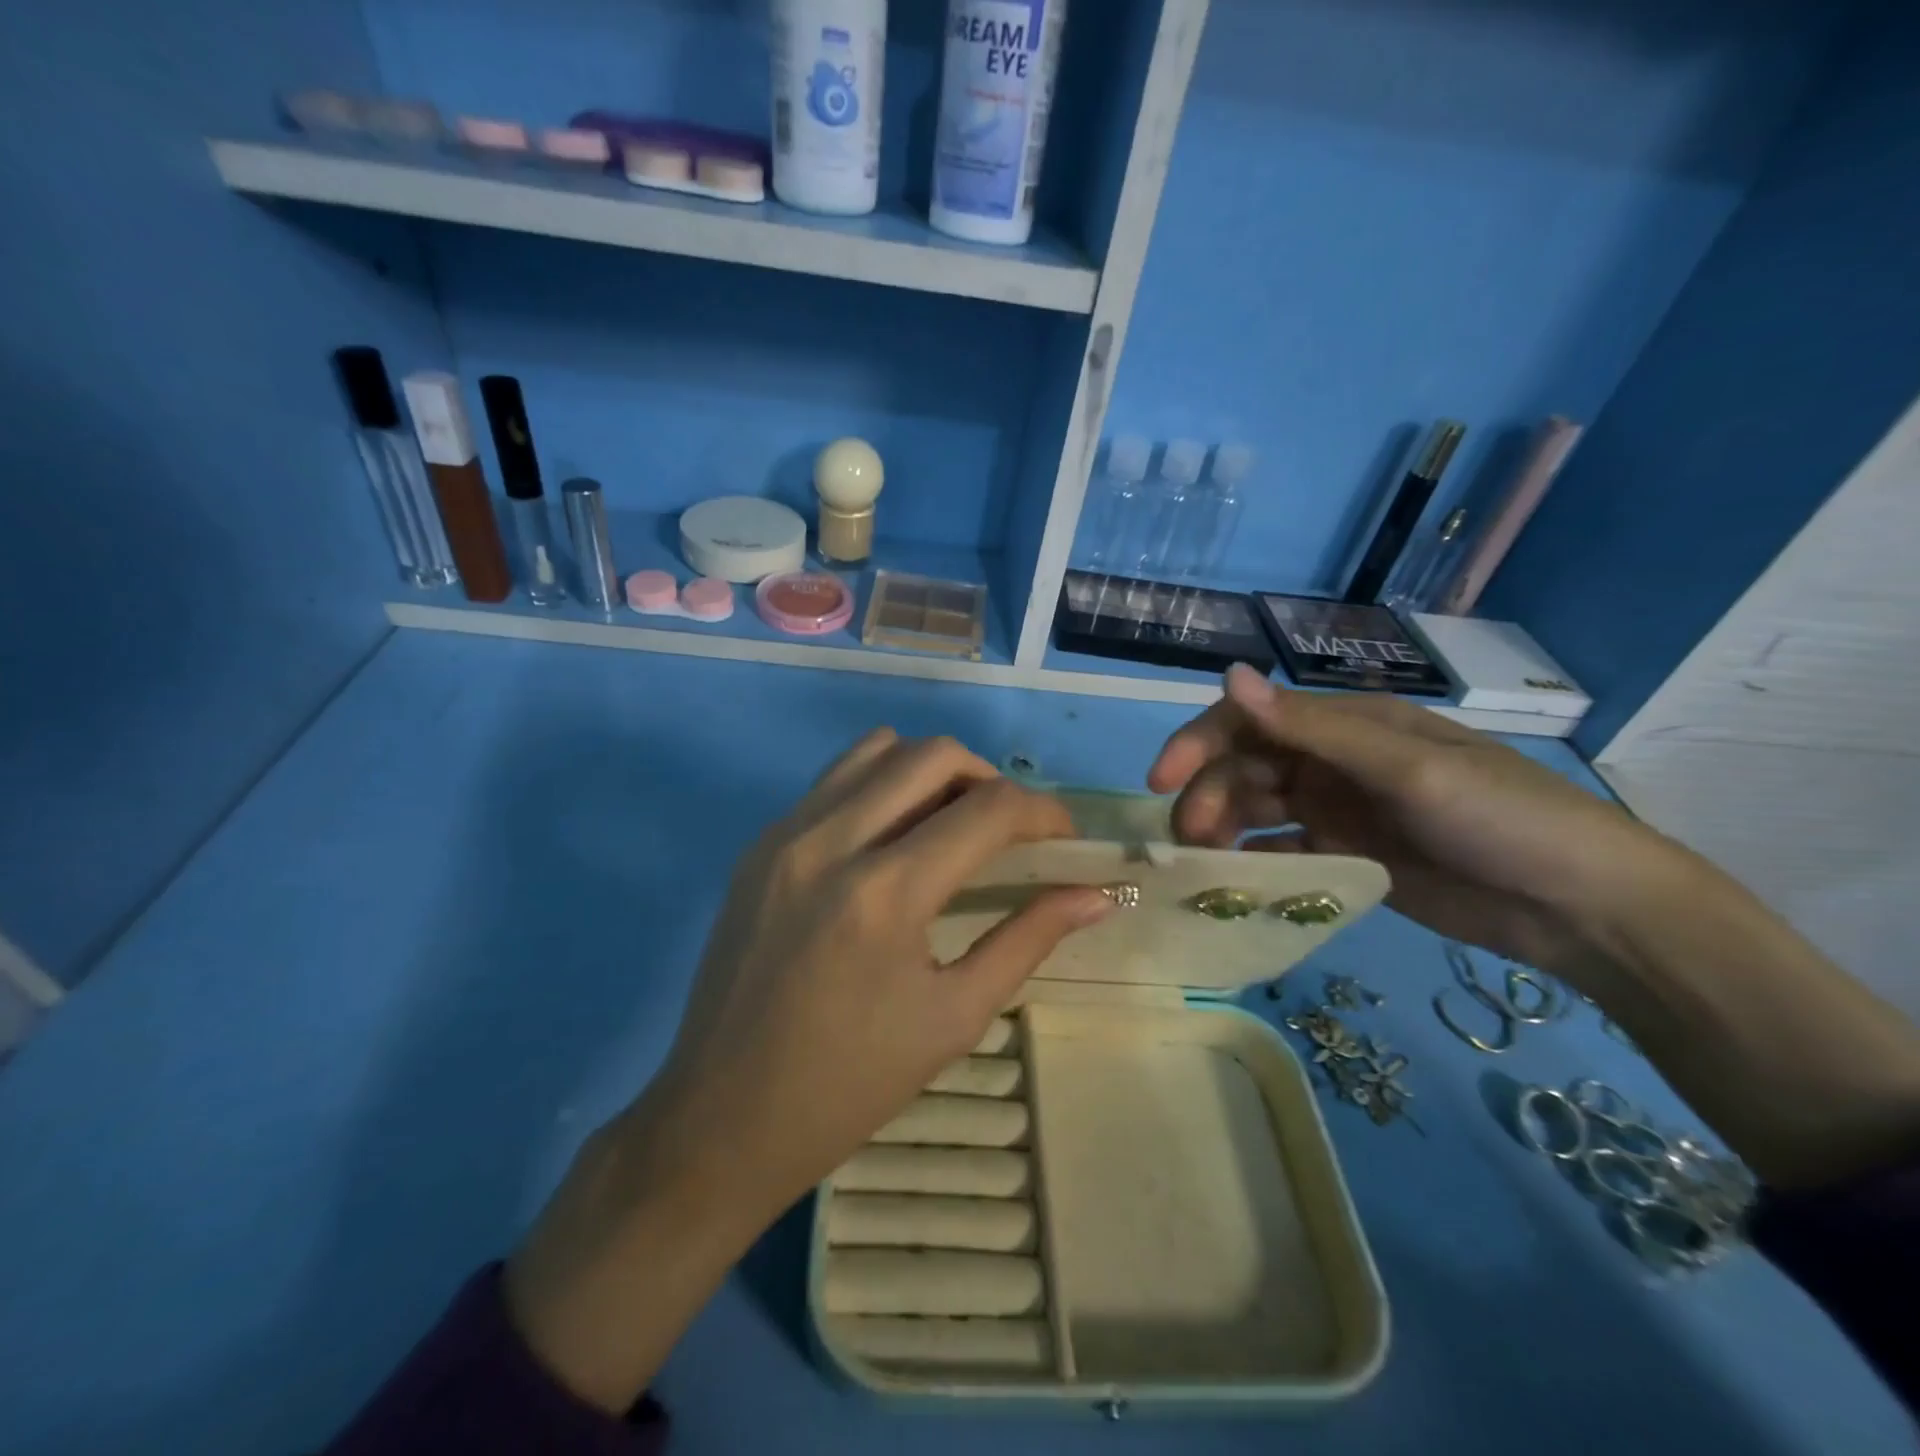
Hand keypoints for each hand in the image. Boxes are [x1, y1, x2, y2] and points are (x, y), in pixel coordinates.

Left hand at [507, 731, 1113, 1410]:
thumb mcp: (955, 1016)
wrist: (722, 1116)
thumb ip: (1029, 939)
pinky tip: (893, 839)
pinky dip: (881, 785)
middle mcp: (831, 840)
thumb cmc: (851, 1083)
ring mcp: (786, 833)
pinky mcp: (760, 843)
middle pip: (934, 754)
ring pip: (879, 749)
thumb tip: (1095, 895)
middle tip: (1010, 829)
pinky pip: (835, 779)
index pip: (988, 809)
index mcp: (886, 893)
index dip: (1044, 814)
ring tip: (952, 822)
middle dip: (991, 780)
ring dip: (932, 771)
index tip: (1064, 839)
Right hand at [1149, 663, 1683, 975]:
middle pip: (1245, 766)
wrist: (1580, 906)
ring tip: (1204, 864)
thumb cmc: (1498, 818)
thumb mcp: (1404, 766)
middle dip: (1207, 794)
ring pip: (1255, 808)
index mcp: (1345, 725)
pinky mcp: (1346, 855)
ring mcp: (1338, 809)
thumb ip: (1310, 728)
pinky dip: (1253, 860)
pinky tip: (1237, 881)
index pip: (1250, 719)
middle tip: (1188, 840)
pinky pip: (1282, 850)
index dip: (1198, 743)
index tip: (1161, 782)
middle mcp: (1332, 760)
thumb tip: (1227, 674)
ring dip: (1222, 827)